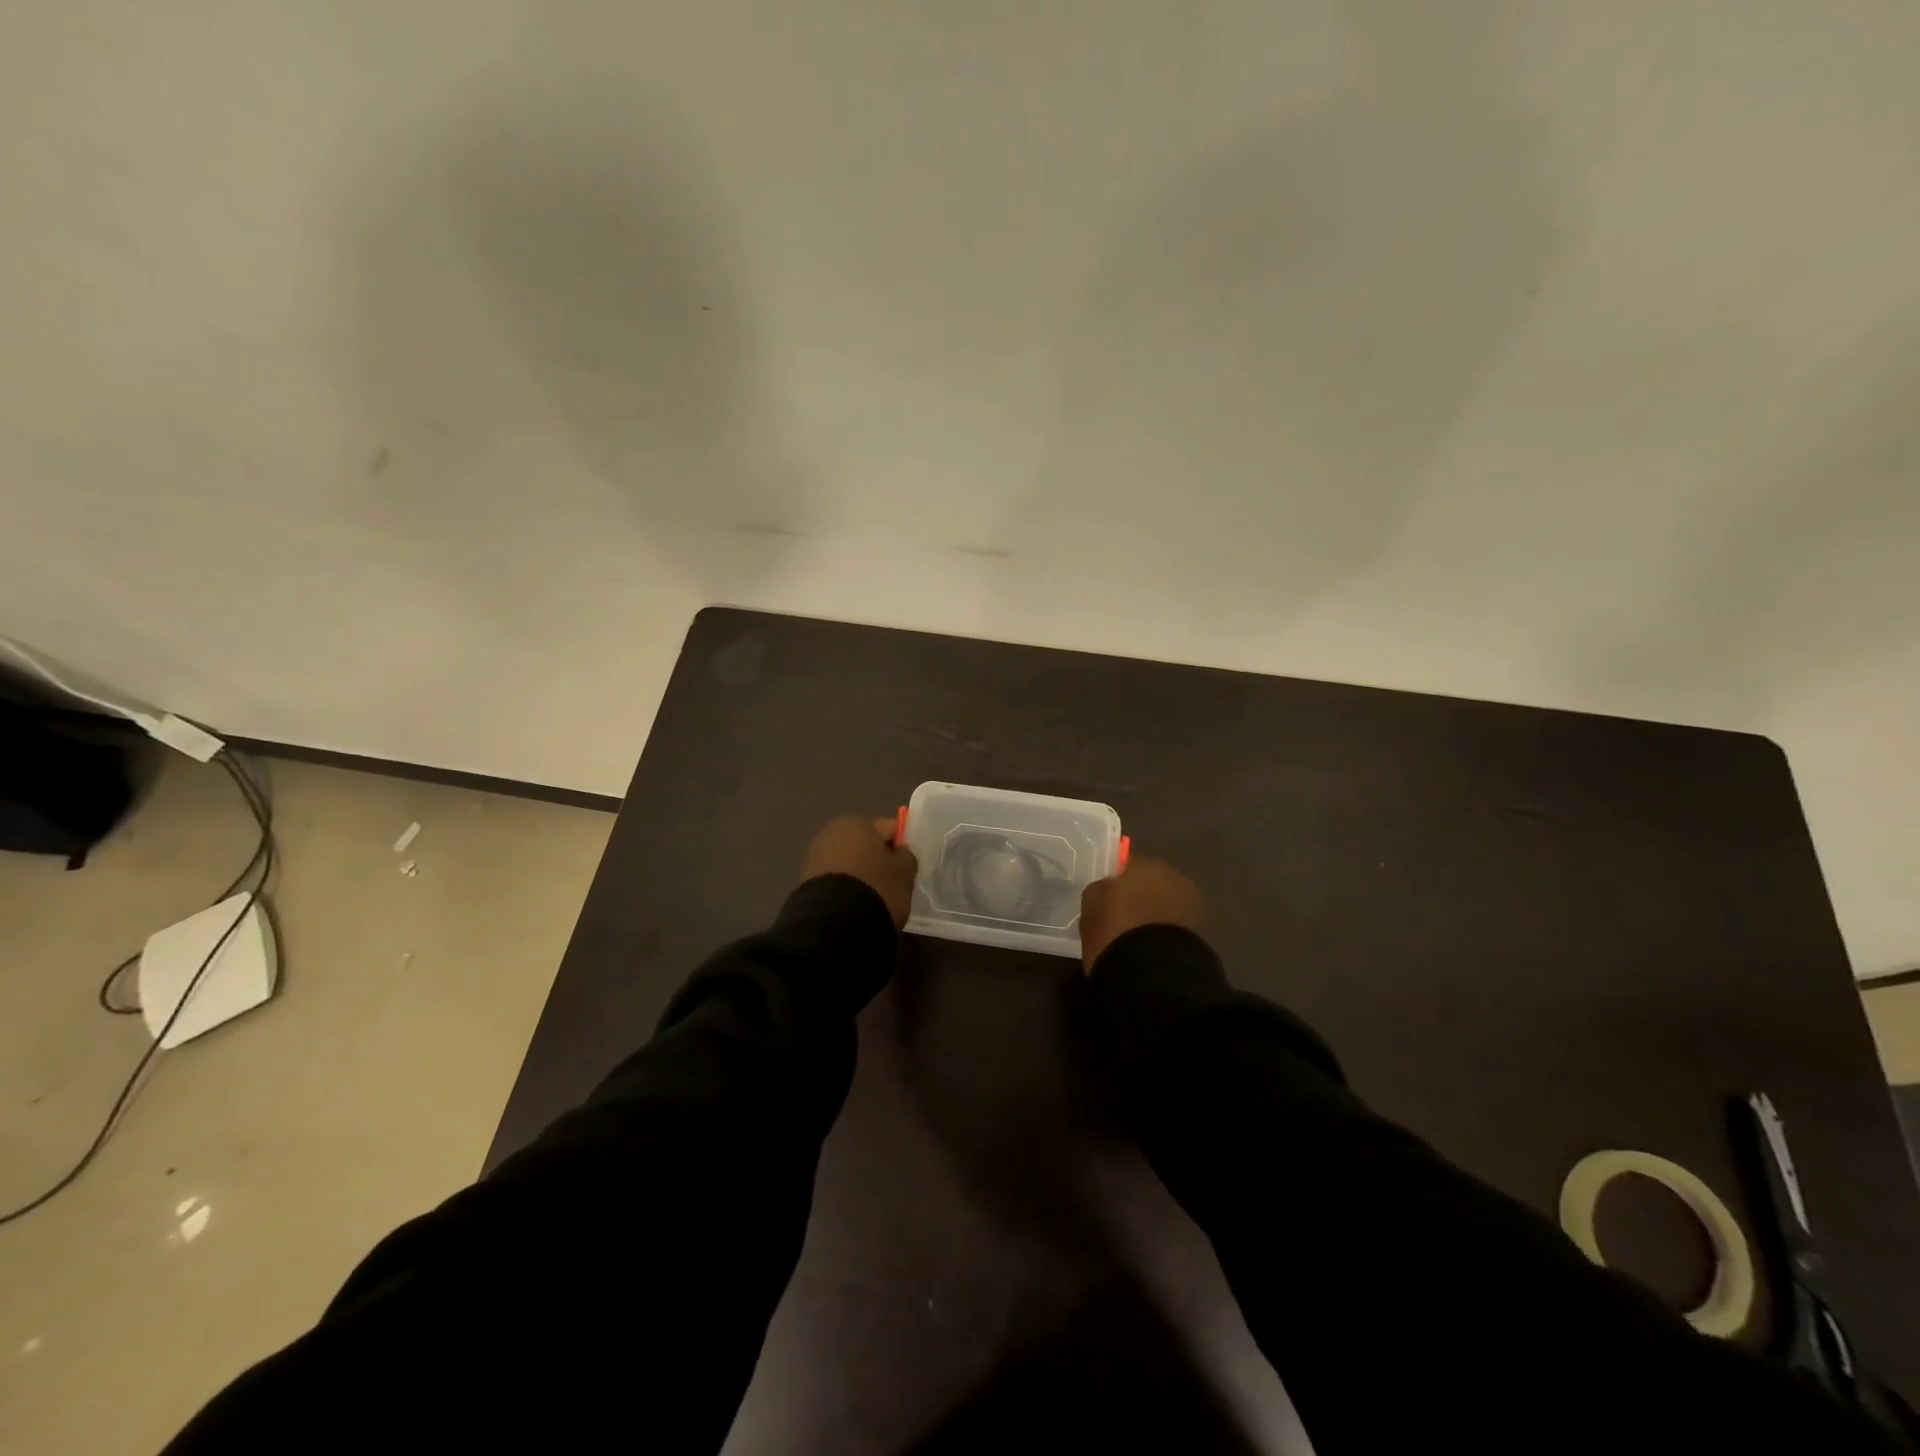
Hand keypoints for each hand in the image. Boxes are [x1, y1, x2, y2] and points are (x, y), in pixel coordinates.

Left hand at [801, 815, 918, 928]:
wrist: (834, 923)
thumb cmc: (876, 887)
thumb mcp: (904, 871)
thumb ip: (906, 856)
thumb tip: (899, 852)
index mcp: (857, 822)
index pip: (890, 828)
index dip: (902, 847)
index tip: (909, 867)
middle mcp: (831, 833)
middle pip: (866, 844)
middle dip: (878, 860)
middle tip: (893, 883)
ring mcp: (815, 858)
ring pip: (849, 863)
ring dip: (861, 875)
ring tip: (874, 898)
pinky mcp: (805, 883)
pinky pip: (836, 881)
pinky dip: (846, 889)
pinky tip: (855, 906)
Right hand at [1079, 856, 1204, 971]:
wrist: (1153, 973)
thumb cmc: (1116, 929)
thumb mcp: (1092, 904)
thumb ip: (1101, 890)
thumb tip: (1108, 889)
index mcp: (1147, 864)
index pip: (1127, 866)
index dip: (1116, 883)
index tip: (1105, 900)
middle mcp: (1175, 878)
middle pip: (1152, 885)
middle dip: (1140, 898)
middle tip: (1121, 920)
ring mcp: (1193, 908)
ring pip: (1166, 908)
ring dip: (1155, 918)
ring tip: (1136, 940)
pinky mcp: (1202, 937)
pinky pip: (1174, 930)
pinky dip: (1165, 937)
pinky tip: (1150, 953)